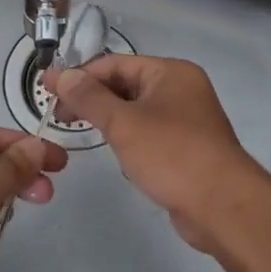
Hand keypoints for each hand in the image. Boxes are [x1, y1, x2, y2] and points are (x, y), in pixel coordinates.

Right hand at [47, 54, 270, 255]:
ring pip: (136, 111)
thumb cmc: (172, 155)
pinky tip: (119, 158)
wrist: (223, 207)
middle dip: (93, 99)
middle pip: (125, 85)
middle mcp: (181, 89)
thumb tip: (60, 75)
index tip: (47, 92)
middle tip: (60, 117)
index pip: (114, 64)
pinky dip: (129, 140)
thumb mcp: (123, 123)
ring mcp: (187, 119)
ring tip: (82, 134)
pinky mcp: (187, 148)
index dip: (79, 76)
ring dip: (110, 120)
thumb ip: (89, 98)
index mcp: (170, 72)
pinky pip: (149, 134)